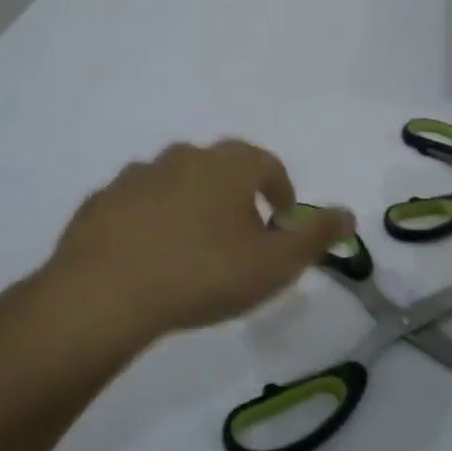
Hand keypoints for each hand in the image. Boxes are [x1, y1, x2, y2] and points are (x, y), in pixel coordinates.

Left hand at [40, 140, 353, 338]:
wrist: (105, 293)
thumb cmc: (204, 273)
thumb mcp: (275, 265)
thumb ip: (316, 237)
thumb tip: (349, 214)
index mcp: (228, 165)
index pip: (267, 164)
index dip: (280, 190)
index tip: (281, 221)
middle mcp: (183, 157)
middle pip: (220, 168)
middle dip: (236, 196)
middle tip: (240, 236)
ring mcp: (137, 176)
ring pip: (176, 182)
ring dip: (191, 205)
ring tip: (192, 247)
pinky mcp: (101, 200)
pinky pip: (137, 204)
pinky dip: (150, 220)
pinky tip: (149, 255)